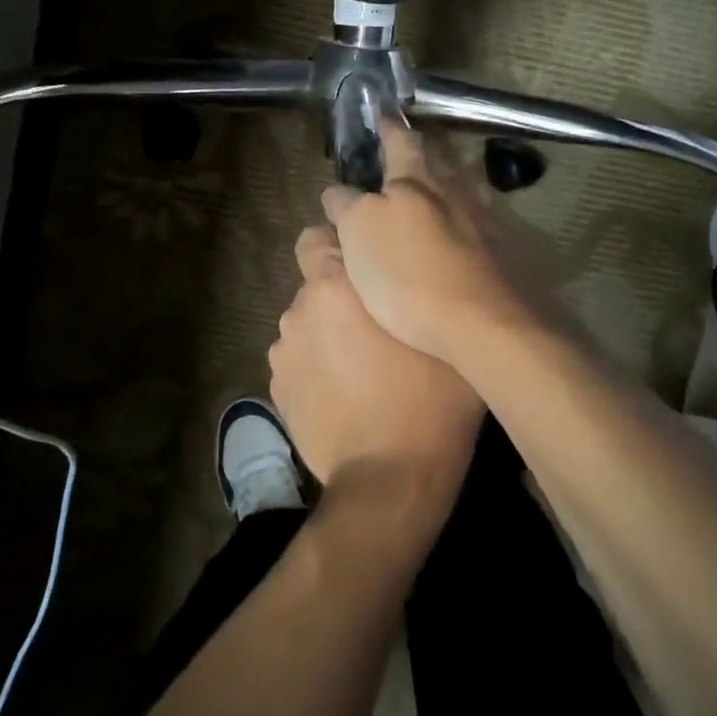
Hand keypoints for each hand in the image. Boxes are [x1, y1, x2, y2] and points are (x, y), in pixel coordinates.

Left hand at [268, 225, 482, 523]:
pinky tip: (341, 393)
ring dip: (325, 333)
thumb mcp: (440, 334)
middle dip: (337, 294)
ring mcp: (284, 349)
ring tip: (358, 366)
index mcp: (339, 284)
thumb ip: (414, 290)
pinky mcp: (276, 387)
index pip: (318, 236)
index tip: (364, 266)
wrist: (389, 479)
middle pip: (314, 283)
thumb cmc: (430, 400)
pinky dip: (314, 368)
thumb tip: (410, 275)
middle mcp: (301, 307)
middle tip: (372, 324)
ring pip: (306, 324)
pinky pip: (298, 360)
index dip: (338, 247)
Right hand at [319, 122, 535, 365]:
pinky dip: (458, 223)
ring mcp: (485, 221)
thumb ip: (347, 205)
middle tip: (399, 159)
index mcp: (417, 179)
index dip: (387, 127)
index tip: (380, 114)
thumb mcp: (359, 233)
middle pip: (436, 161)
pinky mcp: (503, 254)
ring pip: (459, 191)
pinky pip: (475, 224)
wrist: (484, 325)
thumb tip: (339, 192)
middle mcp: (456, 189)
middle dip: (417, 156)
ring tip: (424, 199)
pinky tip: (452, 241)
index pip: (400, 139)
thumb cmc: (409, 274)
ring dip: (440, 189)